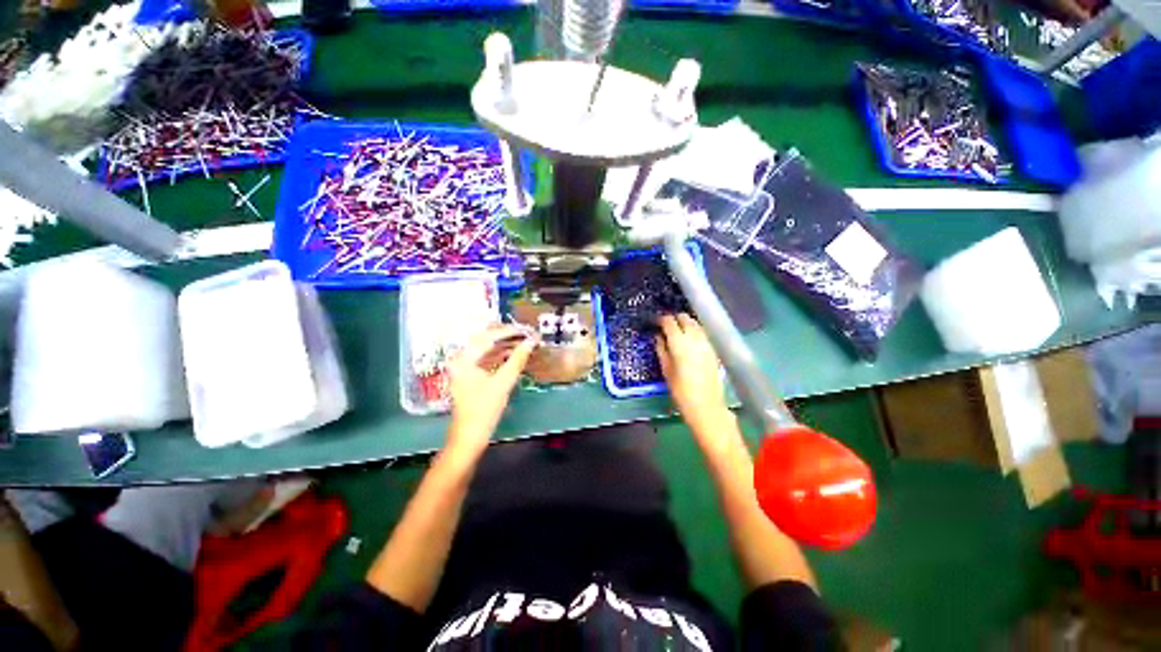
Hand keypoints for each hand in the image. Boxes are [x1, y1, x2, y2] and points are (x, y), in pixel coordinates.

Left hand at [446, 325, 538, 456]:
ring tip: (523, 342)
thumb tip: (531, 341)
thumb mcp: (503, 383)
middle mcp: (460, 359)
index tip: (526, 330)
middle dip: (506, 336)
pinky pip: (485, 358)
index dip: (509, 331)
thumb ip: (517, 359)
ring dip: (504, 345)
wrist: (470, 437)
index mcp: (463, 359)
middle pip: (484, 339)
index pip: (487, 336)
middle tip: (525, 334)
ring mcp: (463, 367)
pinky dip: (499, 355)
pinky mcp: (469, 375)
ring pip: (485, 348)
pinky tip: (513, 355)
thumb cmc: (484, 410)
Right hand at [656, 314, 730, 433]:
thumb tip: (658, 336)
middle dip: (675, 319)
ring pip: (695, 323)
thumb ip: (661, 349)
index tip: (656, 322)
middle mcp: (694, 337)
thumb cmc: (680, 390)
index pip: (669, 321)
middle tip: (666, 326)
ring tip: (678, 331)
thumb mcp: (666, 369)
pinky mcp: (713, 348)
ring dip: (686, 323)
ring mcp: (706, 342)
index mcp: (679, 342)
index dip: (661, 319)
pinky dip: (695, 331)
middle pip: (685, 318)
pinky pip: (702, 333)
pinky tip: (689, 340)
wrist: (706, 404)